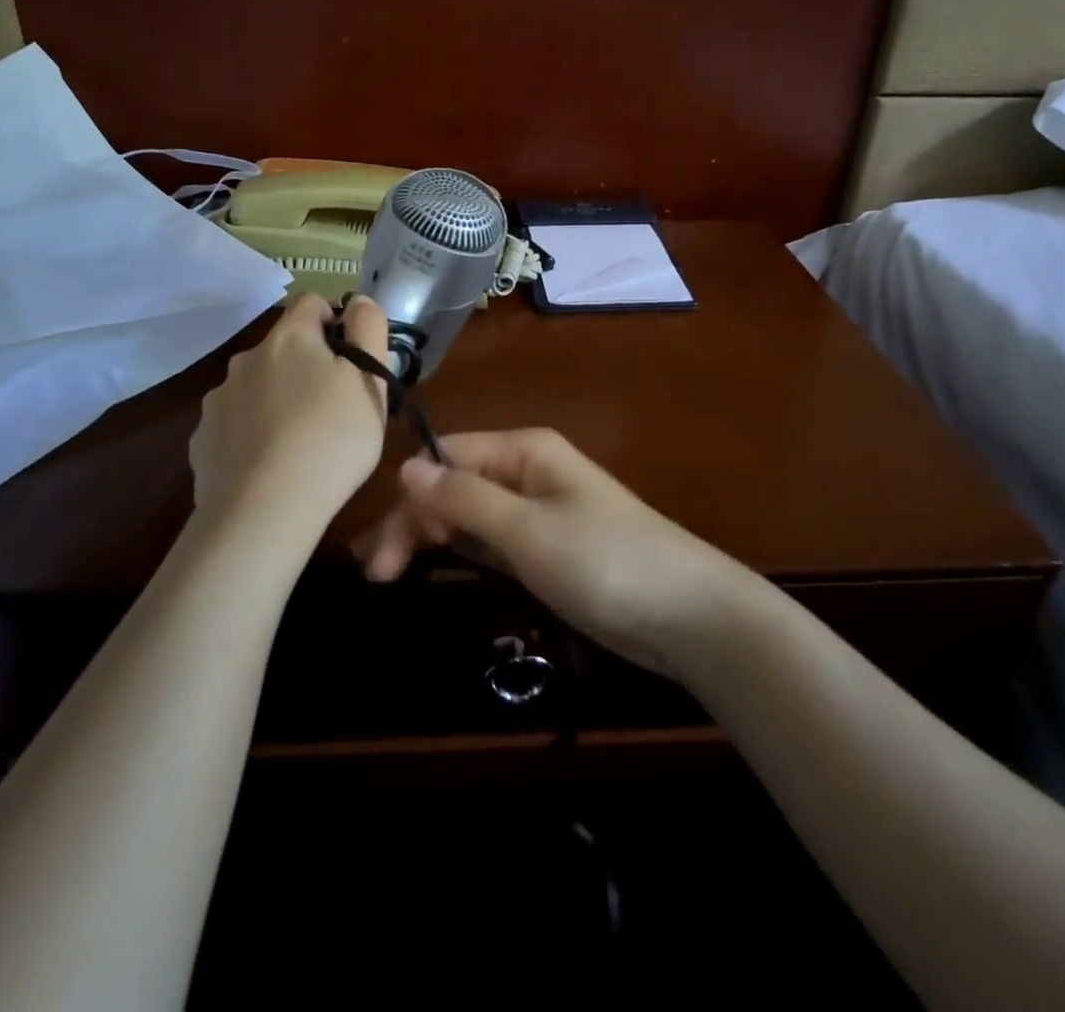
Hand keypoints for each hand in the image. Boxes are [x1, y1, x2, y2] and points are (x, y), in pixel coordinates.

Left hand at [188, 293, 390, 544]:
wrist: (263, 512)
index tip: (351, 361)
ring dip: (277, 399)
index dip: (335, 323)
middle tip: (333, 408)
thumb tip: (358, 300)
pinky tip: (268, 466)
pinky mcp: (202, 440)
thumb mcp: (370, 383)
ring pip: (256, 386)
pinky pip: (235, 424)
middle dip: (307, 367)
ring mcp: (218, 400)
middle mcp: (246, 359)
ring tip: (299, 443)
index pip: (311, 303)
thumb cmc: (331, 440)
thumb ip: (369, 330)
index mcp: (289, 339)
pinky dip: (251, 434)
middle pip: (283, 348)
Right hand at [353, 429, 744, 679]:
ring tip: (387, 574)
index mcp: (523, 450)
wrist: (689, 615)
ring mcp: (537, 509)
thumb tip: (405, 467)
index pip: (446, 458)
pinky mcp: (546, 546)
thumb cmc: (606, 562)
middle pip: (452, 485)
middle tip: (375, 575)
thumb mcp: (528, 530)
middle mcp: (526, 470)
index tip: (377, 551)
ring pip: (467, 513)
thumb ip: (465, 499)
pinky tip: (433, 564)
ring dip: (429, 537)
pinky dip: (460, 550)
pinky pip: (490, 538)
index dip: (408, 498)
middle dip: (413, 522)